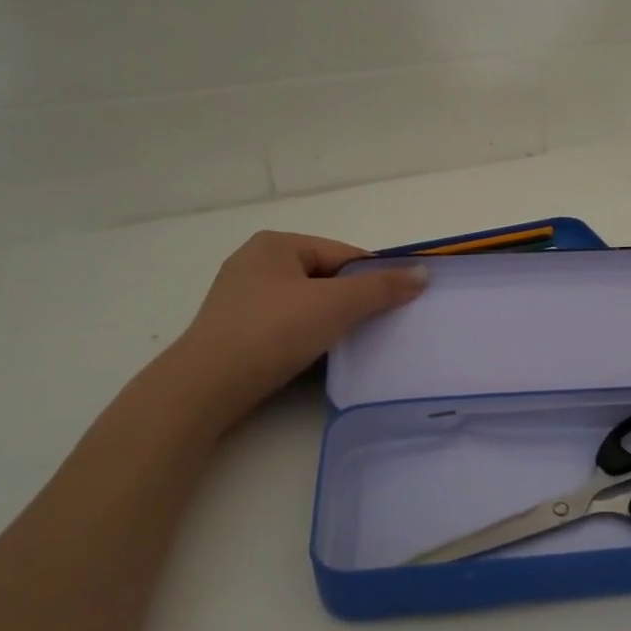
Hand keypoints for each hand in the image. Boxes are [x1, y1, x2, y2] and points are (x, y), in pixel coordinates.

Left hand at [163, 231, 426, 431]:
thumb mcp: (335, 305)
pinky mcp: (235, 330)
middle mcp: (256, 262)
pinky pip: (286, 325)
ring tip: (350, 345)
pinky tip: (317, 356)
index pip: (344, 254)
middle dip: (352, 302)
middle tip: (378, 328)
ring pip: (306, 303)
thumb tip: (422, 273)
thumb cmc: (273, 332)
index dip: (374, 279)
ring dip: (330, 322)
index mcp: (277, 244)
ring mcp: (242, 297)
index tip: (397, 306)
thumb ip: (381, 288)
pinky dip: (306, 336)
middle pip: (325, 278)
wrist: (207, 386)